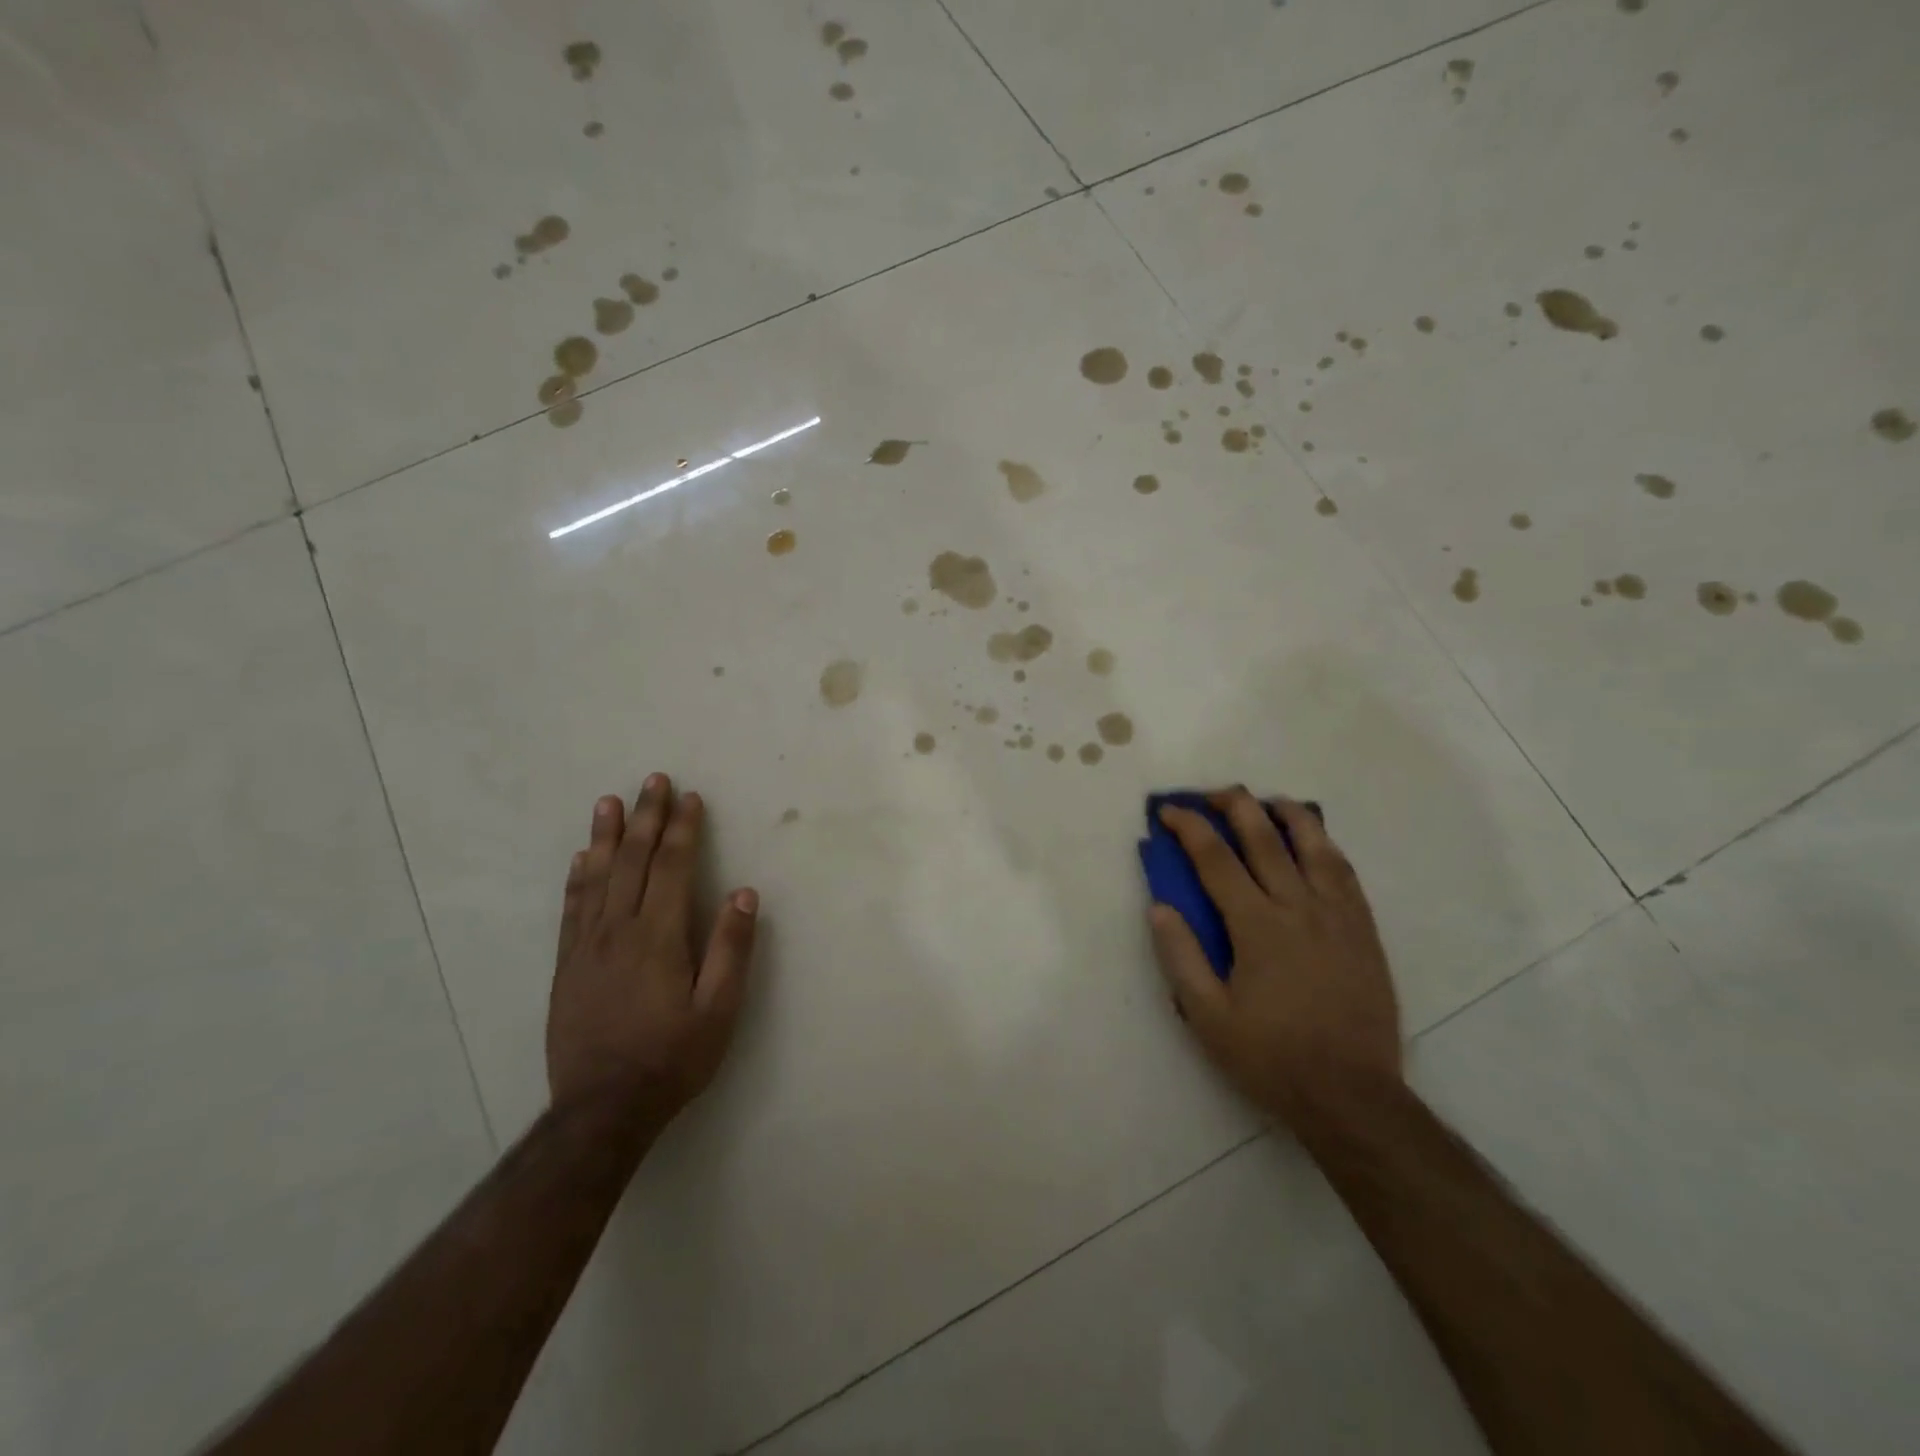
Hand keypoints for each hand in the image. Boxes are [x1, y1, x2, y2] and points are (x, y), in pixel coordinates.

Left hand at [548, 774, 758, 1129]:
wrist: (601, 1110)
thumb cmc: (671, 1058)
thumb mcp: (719, 1010)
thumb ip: (732, 949)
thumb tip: (744, 893)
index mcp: (659, 937)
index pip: (673, 867)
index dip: (682, 830)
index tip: (690, 798)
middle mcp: (619, 930)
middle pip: (634, 861)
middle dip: (647, 818)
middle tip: (653, 781)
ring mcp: (586, 947)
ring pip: (597, 877)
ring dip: (607, 836)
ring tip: (610, 803)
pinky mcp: (566, 966)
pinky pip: (571, 909)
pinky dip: (578, 877)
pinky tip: (581, 858)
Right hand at [1148, 790, 1400, 1127]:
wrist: (1352, 1096)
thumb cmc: (1270, 1057)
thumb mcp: (1207, 1016)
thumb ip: (1180, 957)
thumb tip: (1159, 906)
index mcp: (1257, 927)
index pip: (1215, 859)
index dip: (1189, 828)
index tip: (1168, 811)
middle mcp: (1298, 908)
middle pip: (1265, 838)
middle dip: (1235, 806)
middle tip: (1212, 794)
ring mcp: (1338, 916)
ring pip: (1314, 846)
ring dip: (1288, 814)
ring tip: (1269, 801)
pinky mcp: (1364, 931)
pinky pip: (1345, 873)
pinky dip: (1326, 846)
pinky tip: (1315, 842)